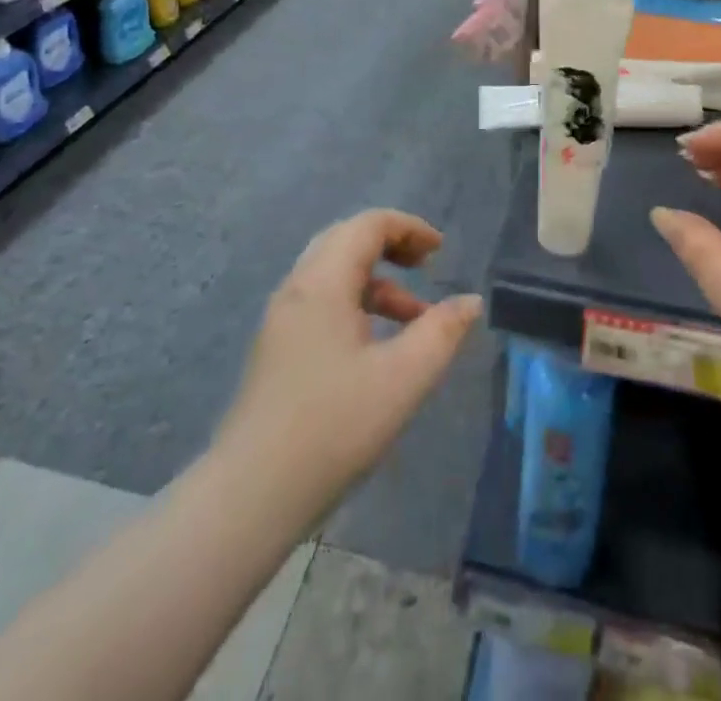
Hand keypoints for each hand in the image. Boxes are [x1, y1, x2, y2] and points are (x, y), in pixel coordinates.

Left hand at [217, 208, 481, 520]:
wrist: (250, 495)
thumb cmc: (333, 427)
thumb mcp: (402, 378)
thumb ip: (441, 333)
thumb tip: (471, 301)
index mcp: (323, 282)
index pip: (367, 225)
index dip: (409, 228)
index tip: (441, 252)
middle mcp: (297, 287)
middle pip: (346, 240)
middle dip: (391, 245)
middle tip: (426, 267)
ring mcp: (281, 318)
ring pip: (333, 274)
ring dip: (376, 282)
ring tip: (413, 318)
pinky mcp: (276, 348)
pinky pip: (321, 302)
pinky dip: (355, 304)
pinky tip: (376, 347)